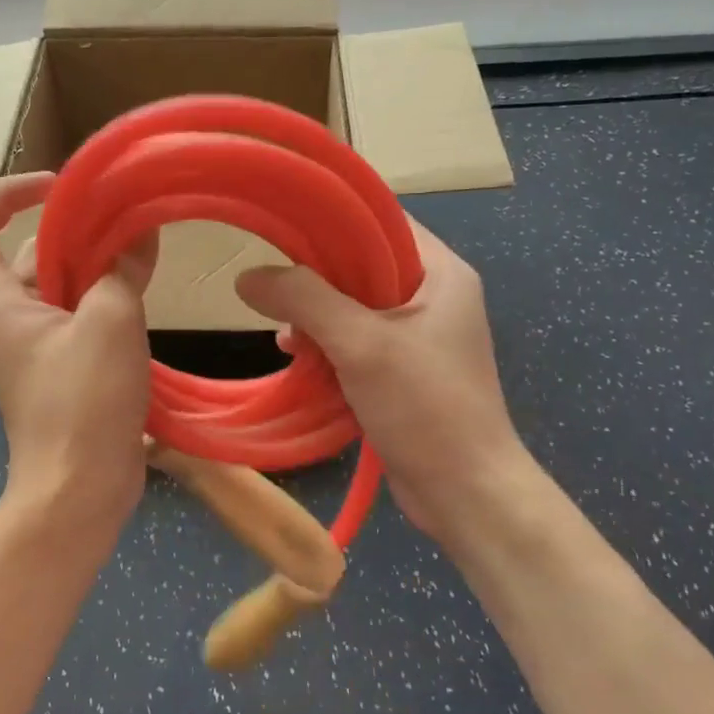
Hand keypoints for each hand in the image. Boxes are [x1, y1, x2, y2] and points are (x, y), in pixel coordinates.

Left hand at [0, 173, 157, 525]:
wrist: (80, 491)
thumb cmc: (82, 403)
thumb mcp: (109, 322)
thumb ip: (121, 268)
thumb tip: (139, 231)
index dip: (8, 193)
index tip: (61, 187)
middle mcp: (7, 317)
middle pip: (27, 252)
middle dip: (74, 230)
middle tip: (125, 217)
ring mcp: (35, 345)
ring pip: (61, 284)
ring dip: (97, 265)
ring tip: (143, 251)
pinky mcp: (62, 367)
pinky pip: (80, 315)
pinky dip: (106, 298)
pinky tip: (144, 292)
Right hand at [235, 219, 535, 548]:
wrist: (466, 494)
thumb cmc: (425, 407)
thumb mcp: (361, 344)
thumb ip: (305, 301)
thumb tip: (247, 277)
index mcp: (440, 273)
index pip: (382, 221)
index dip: (333, 219)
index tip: (283, 230)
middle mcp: (433, 296)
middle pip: (361, 265)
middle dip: (315, 280)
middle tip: (277, 293)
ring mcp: (418, 337)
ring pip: (353, 307)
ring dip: (315, 318)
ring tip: (285, 337)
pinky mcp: (402, 371)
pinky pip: (355, 342)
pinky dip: (326, 347)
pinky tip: (298, 360)